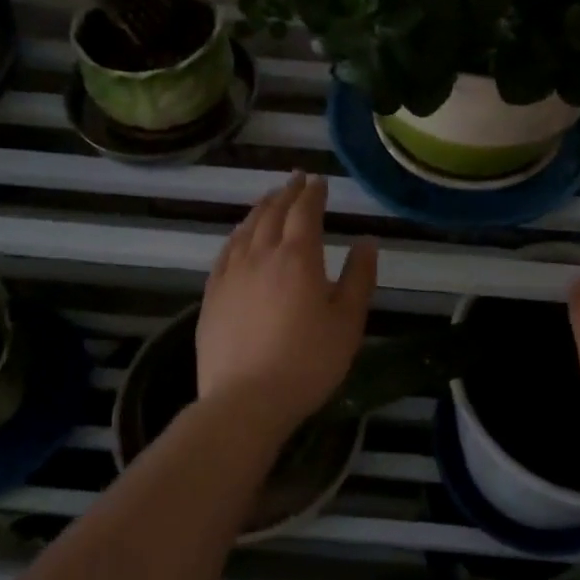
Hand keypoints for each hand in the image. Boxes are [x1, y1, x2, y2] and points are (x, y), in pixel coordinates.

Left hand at [198, 173, 377, 436]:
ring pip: (246, 228)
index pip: (305, 211)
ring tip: (270, 199)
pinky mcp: (212, 294)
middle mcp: (261, 255)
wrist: (245, 401)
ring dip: (261, 208)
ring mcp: (232, 273)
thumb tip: (367, 241)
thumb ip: (359, 277)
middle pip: (273, 212)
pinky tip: (240, 236)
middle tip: (296, 179)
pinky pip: (225, 251)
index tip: (319, 181)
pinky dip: (237, 234)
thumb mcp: (347, 322)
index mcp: (298, 257)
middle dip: (287, 192)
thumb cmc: (307, 362)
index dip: (313, 193)